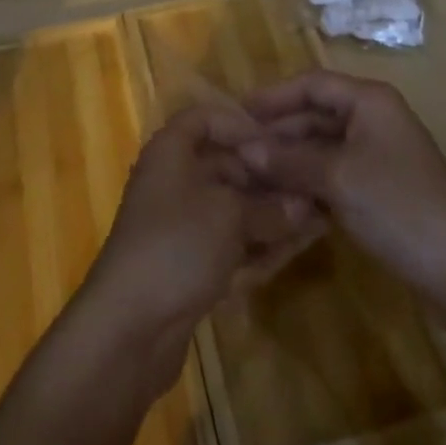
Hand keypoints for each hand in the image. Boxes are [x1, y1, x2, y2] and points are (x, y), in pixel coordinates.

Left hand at [84, 105, 319, 344]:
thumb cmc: (177, 244)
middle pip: (224, 165)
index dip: (240, 123)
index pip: (205, 118)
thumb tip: (305, 206)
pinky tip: (293, 251)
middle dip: (266, 177)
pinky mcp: (188, 264)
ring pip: (231, 209)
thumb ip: (268, 208)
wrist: (130, 326)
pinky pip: (228, 244)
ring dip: (269, 215)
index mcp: (171, 150)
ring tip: (316, 220)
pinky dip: (257, 246)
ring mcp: (180, 225)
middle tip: (312, 186)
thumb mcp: (229, 216)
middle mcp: (173, 180)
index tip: (278, 141)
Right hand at [240, 71, 445, 295]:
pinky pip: (335, 173)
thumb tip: (243, 150)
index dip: (273, 96)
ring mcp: (379, 155)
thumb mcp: (337, 178)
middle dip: (278, 131)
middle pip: (316, 114)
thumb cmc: (399, 206)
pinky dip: (310, 182)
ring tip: (252, 175)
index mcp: (369, 100)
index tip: (237, 112)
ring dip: (291, 159)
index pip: (311, 83)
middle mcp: (373, 118)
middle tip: (238, 150)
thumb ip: (288, 160)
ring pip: (323, 146)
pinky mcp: (381, 189)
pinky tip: (284, 199)